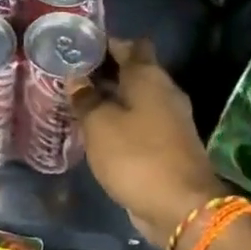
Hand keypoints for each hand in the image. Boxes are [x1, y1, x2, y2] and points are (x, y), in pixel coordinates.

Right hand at [70, 38, 225, 246]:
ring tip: (76, 104)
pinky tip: (96, 133)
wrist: (181, 207)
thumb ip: (86, 98)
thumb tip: (76, 78)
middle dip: (103, 73)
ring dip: (110, 100)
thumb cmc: (136, 156)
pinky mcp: (168, 146)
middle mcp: (164, 93)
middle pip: (133, 71)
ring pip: (135, 100)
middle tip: (69, 77)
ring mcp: (169, 121)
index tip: (79, 47)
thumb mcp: (100, 125)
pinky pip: (139, 124)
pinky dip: (119, 123)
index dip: (106, 42)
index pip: (131, 45)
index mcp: (149, 77)